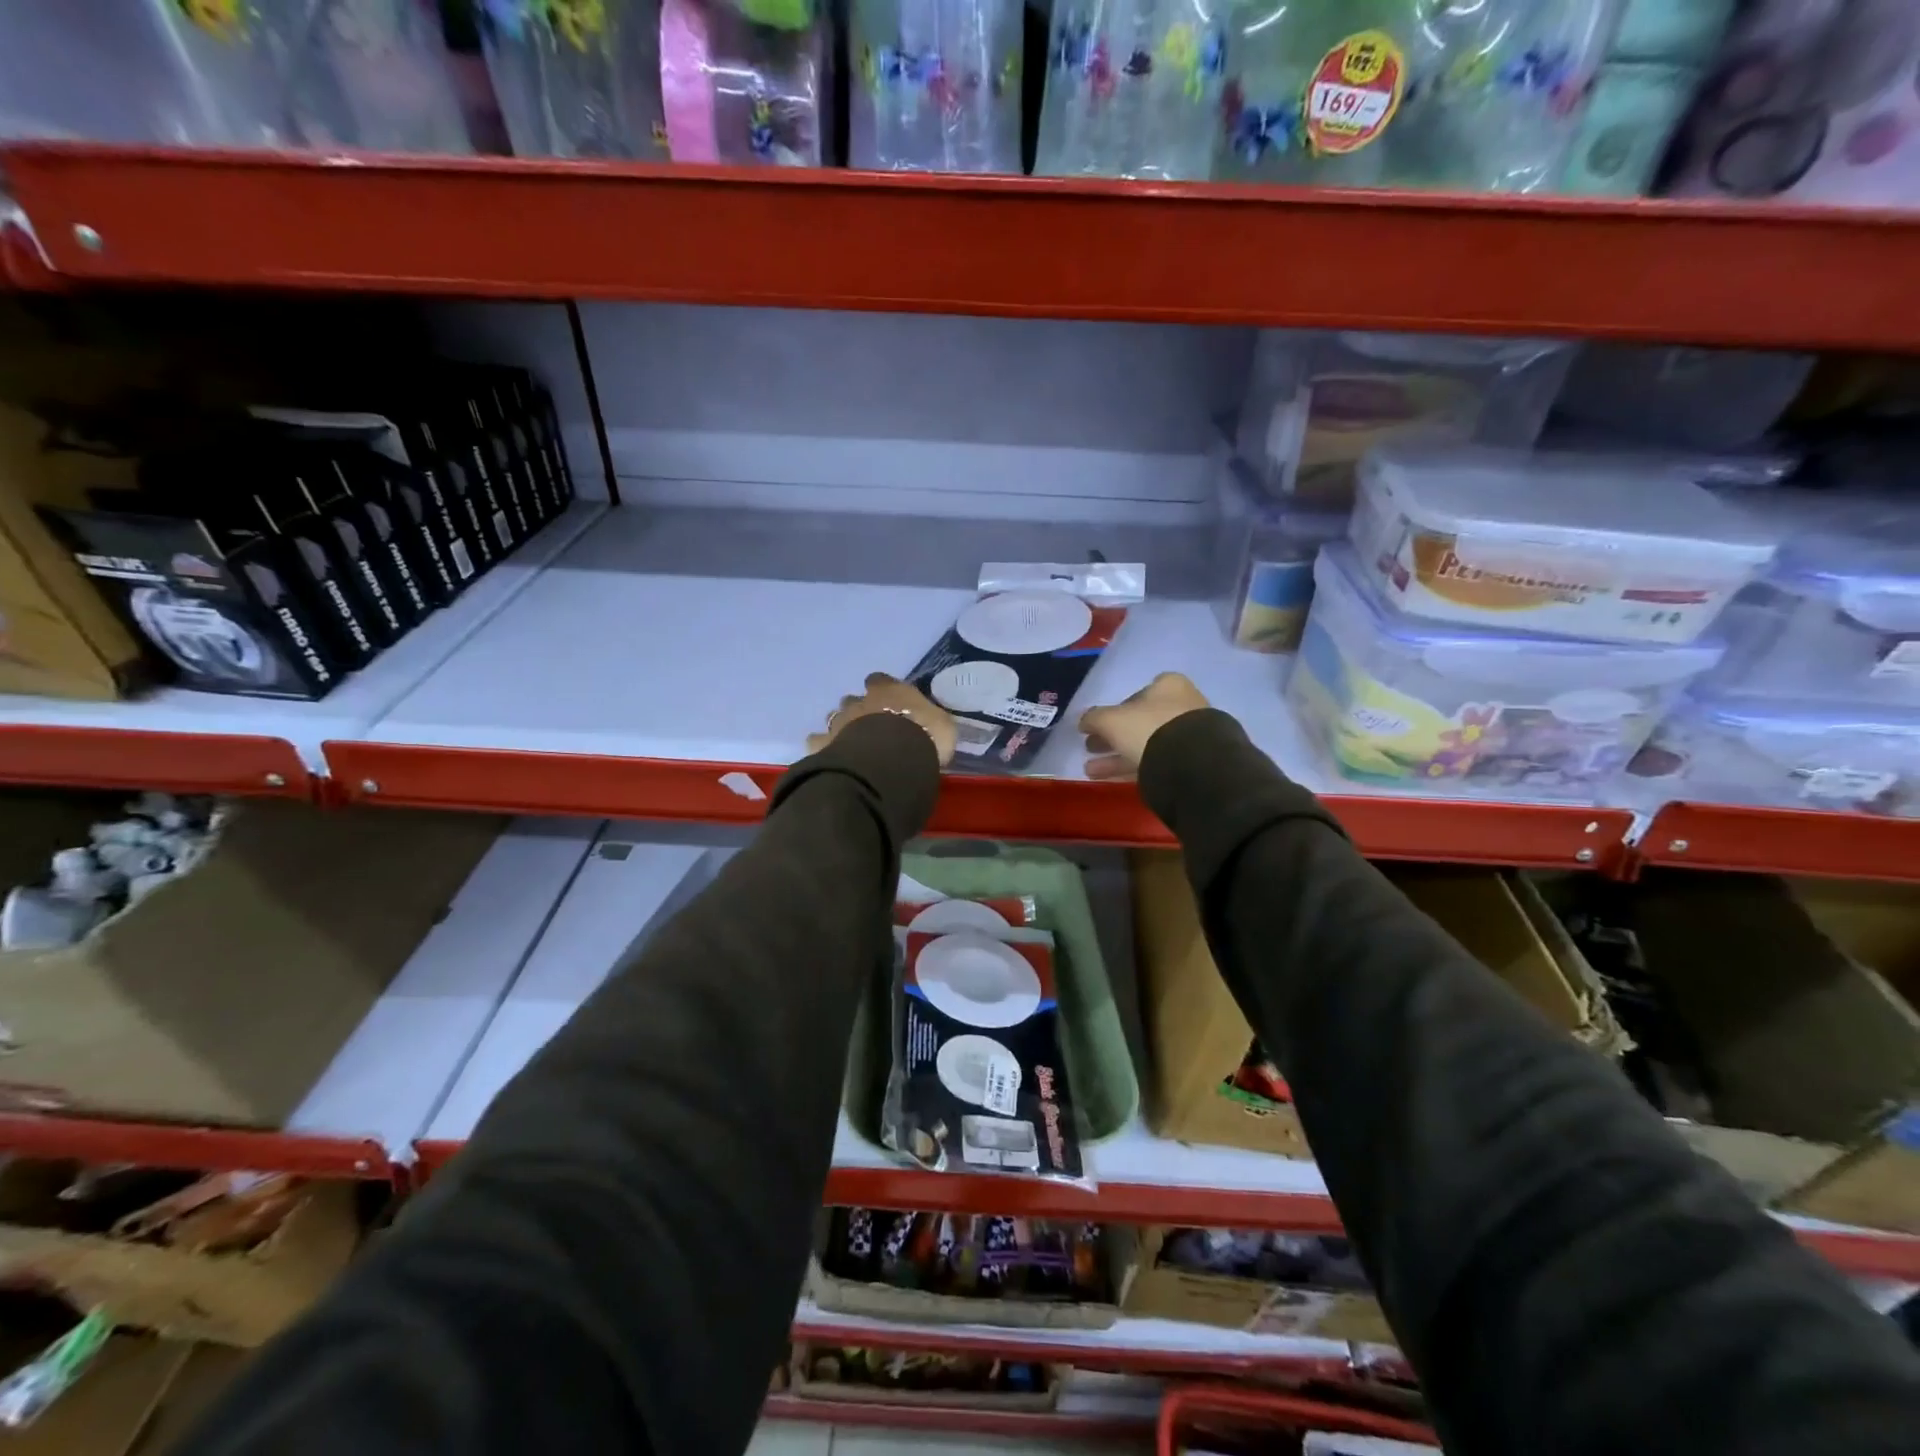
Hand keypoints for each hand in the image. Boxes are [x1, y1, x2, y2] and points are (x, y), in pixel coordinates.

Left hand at [808, 673, 957, 766]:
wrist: (890, 759)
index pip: (880, 681)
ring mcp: (838, 721)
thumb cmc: (923, 737)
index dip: (881, 689)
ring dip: (840, 727)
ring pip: (833, 717)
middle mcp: (859, 701)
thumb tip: (928, 723)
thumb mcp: (942, 726)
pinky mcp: (823, 743)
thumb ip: (930, 721)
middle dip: (858, 710)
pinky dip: (822, 746)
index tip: (886, 700)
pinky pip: (817, 741)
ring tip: (849, 744)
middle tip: (869, 728)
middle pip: (852, 699)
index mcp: (887, 691)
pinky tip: (828, 756)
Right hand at [1078, 672, 1209, 780]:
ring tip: (1091, 770)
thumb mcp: (1112, 720)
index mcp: (1168, 686)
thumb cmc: (1150, 729)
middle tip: (1090, 748)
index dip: (1114, 710)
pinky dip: (1132, 769)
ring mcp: (1189, 736)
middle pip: (1140, 722)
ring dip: (1116, 757)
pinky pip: (1155, 762)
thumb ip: (1094, 718)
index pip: (1137, 694)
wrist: (1191, 764)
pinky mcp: (1191, 762)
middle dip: (1112, 737)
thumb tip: (1083, 721)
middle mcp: (1182, 706)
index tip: (1098, 726)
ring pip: (1146, 745)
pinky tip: (1109, 779)